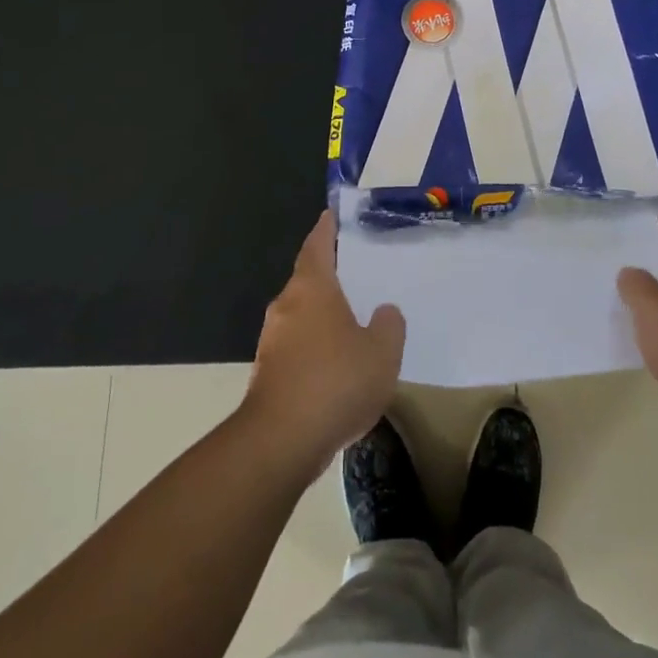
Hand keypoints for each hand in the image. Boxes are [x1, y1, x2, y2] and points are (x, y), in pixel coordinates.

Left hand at [243, 210, 404, 479]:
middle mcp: (286, 306)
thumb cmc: (336, 382)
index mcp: (311, 289)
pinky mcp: (268, 372)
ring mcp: (272, 340)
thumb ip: (388, 325)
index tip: (332, 215)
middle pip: (308, 280)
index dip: (326, 229)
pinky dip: (316, 346)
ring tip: (353, 321)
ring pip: (301, 315)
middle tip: (357, 273)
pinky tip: (337, 365)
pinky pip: (297, 345)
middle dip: (329, 276)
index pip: (317, 246)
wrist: (281, 441)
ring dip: (323, 315)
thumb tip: (383, 311)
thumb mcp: (381, 352)